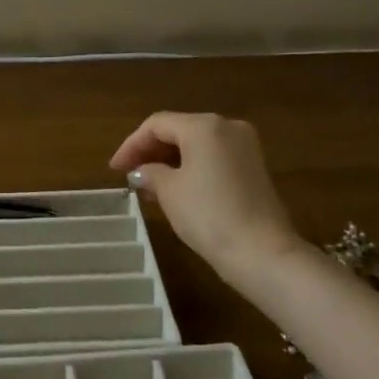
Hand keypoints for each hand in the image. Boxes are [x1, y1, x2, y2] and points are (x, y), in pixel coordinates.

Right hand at [110, 112, 304, 289]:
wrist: (263, 253)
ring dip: (170, 160)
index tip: (114, 169)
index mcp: (204, 125)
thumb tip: (142, 171)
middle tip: (129, 174)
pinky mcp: (254, 167)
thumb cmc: (209, 215)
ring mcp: (245, 146)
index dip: (131, 144)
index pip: (157, 124)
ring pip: (197, 144)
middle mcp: (226, 126)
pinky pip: (214, 157)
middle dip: (151, 151)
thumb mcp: (170, 192)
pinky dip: (192, 167)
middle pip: (179, 129)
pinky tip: (177, 188)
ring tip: (149, 184)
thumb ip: (151, 173)